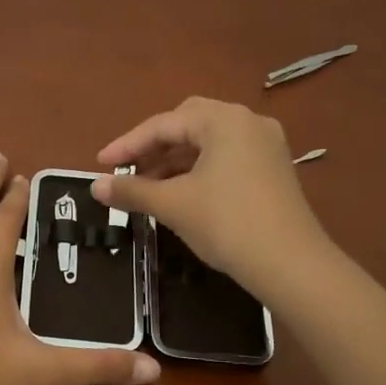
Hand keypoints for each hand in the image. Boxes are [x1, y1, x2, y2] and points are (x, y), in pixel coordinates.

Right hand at [92, 97, 329, 295]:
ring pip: (208, 143)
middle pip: (188, 124)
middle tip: (128, 169)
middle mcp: (248, 123)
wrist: (290, 264)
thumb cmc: (227, 224)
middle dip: (154, 146)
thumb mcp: (173, 205)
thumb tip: (95, 186)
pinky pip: (226, 158)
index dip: (127, 144)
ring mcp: (265, 146)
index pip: (164, 124)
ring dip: (175, 160)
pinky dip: (198, 170)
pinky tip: (181, 193)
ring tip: (147, 187)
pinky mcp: (273, 170)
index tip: (100, 164)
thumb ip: (132, 190)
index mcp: (224, 120)